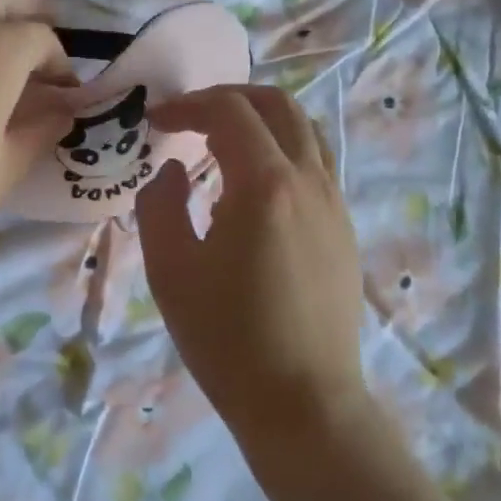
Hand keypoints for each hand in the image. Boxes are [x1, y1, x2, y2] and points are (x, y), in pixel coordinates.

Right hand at [135, 85, 369, 453]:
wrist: (302, 402)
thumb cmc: (227, 339)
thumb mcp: (170, 270)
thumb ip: (160, 204)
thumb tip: (174, 169)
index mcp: (265, 184)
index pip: (229, 111)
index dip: (188, 104)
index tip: (155, 120)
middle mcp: (310, 180)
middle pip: (278, 105)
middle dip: (230, 98)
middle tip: (190, 117)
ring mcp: (335, 205)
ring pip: (306, 131)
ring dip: (262, 121)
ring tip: (222, 145)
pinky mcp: (344, 231)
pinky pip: (317, 165)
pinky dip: (282, 151)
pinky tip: (254, 190)